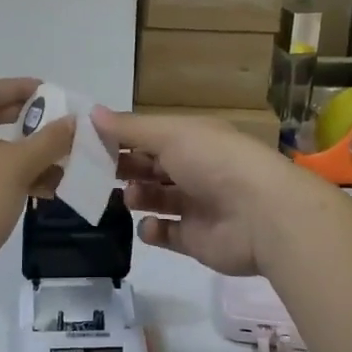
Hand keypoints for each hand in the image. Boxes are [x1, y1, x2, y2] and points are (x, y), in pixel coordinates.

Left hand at [0, 78, 74, 307]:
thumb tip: (73, 120)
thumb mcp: (17, 166)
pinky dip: (18, 178)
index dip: (19, 87)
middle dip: (26, 120)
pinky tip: (48, 189)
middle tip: (56, 121)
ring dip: (28, 153)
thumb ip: (48, 140)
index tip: (51, 92)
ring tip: (63, 159)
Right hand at [91, 108, 331, 276]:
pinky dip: (153, 230)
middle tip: (95, 172)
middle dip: (125, 168)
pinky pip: (167, 234)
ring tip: (129, 197)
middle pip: (151, 167)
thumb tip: (91, 112)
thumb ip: (129, 129)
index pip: (149, 135)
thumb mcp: (169, 135)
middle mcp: (194, 168)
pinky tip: (148, 226)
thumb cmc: (213, 162)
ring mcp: (196, 205)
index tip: (88, 142)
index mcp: (191, 138)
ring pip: (157, 199)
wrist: (262, 215)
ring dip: (137, 196)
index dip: (121, 138)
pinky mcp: (196, 239)